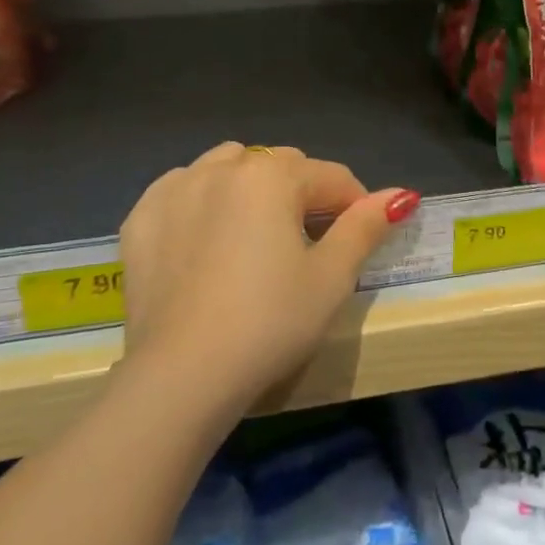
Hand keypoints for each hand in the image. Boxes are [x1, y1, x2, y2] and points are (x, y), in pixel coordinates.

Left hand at [118, 142, 418, 414]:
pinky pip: (182, 188)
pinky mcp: (141, 217)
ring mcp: (175, 188)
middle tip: (307, 245)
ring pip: (228, 166)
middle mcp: (221, 168)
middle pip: (280, 167)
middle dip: (302, 194)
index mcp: (271, 176)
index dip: (354, 205)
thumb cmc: (269, 324)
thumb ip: (366, 226)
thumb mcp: (331, 278)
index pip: (331, 177)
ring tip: (254, 233)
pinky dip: (200, 201)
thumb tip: (403, 194)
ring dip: (250, 187)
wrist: (181, 377)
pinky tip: (204, 238)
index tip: (357, 240)